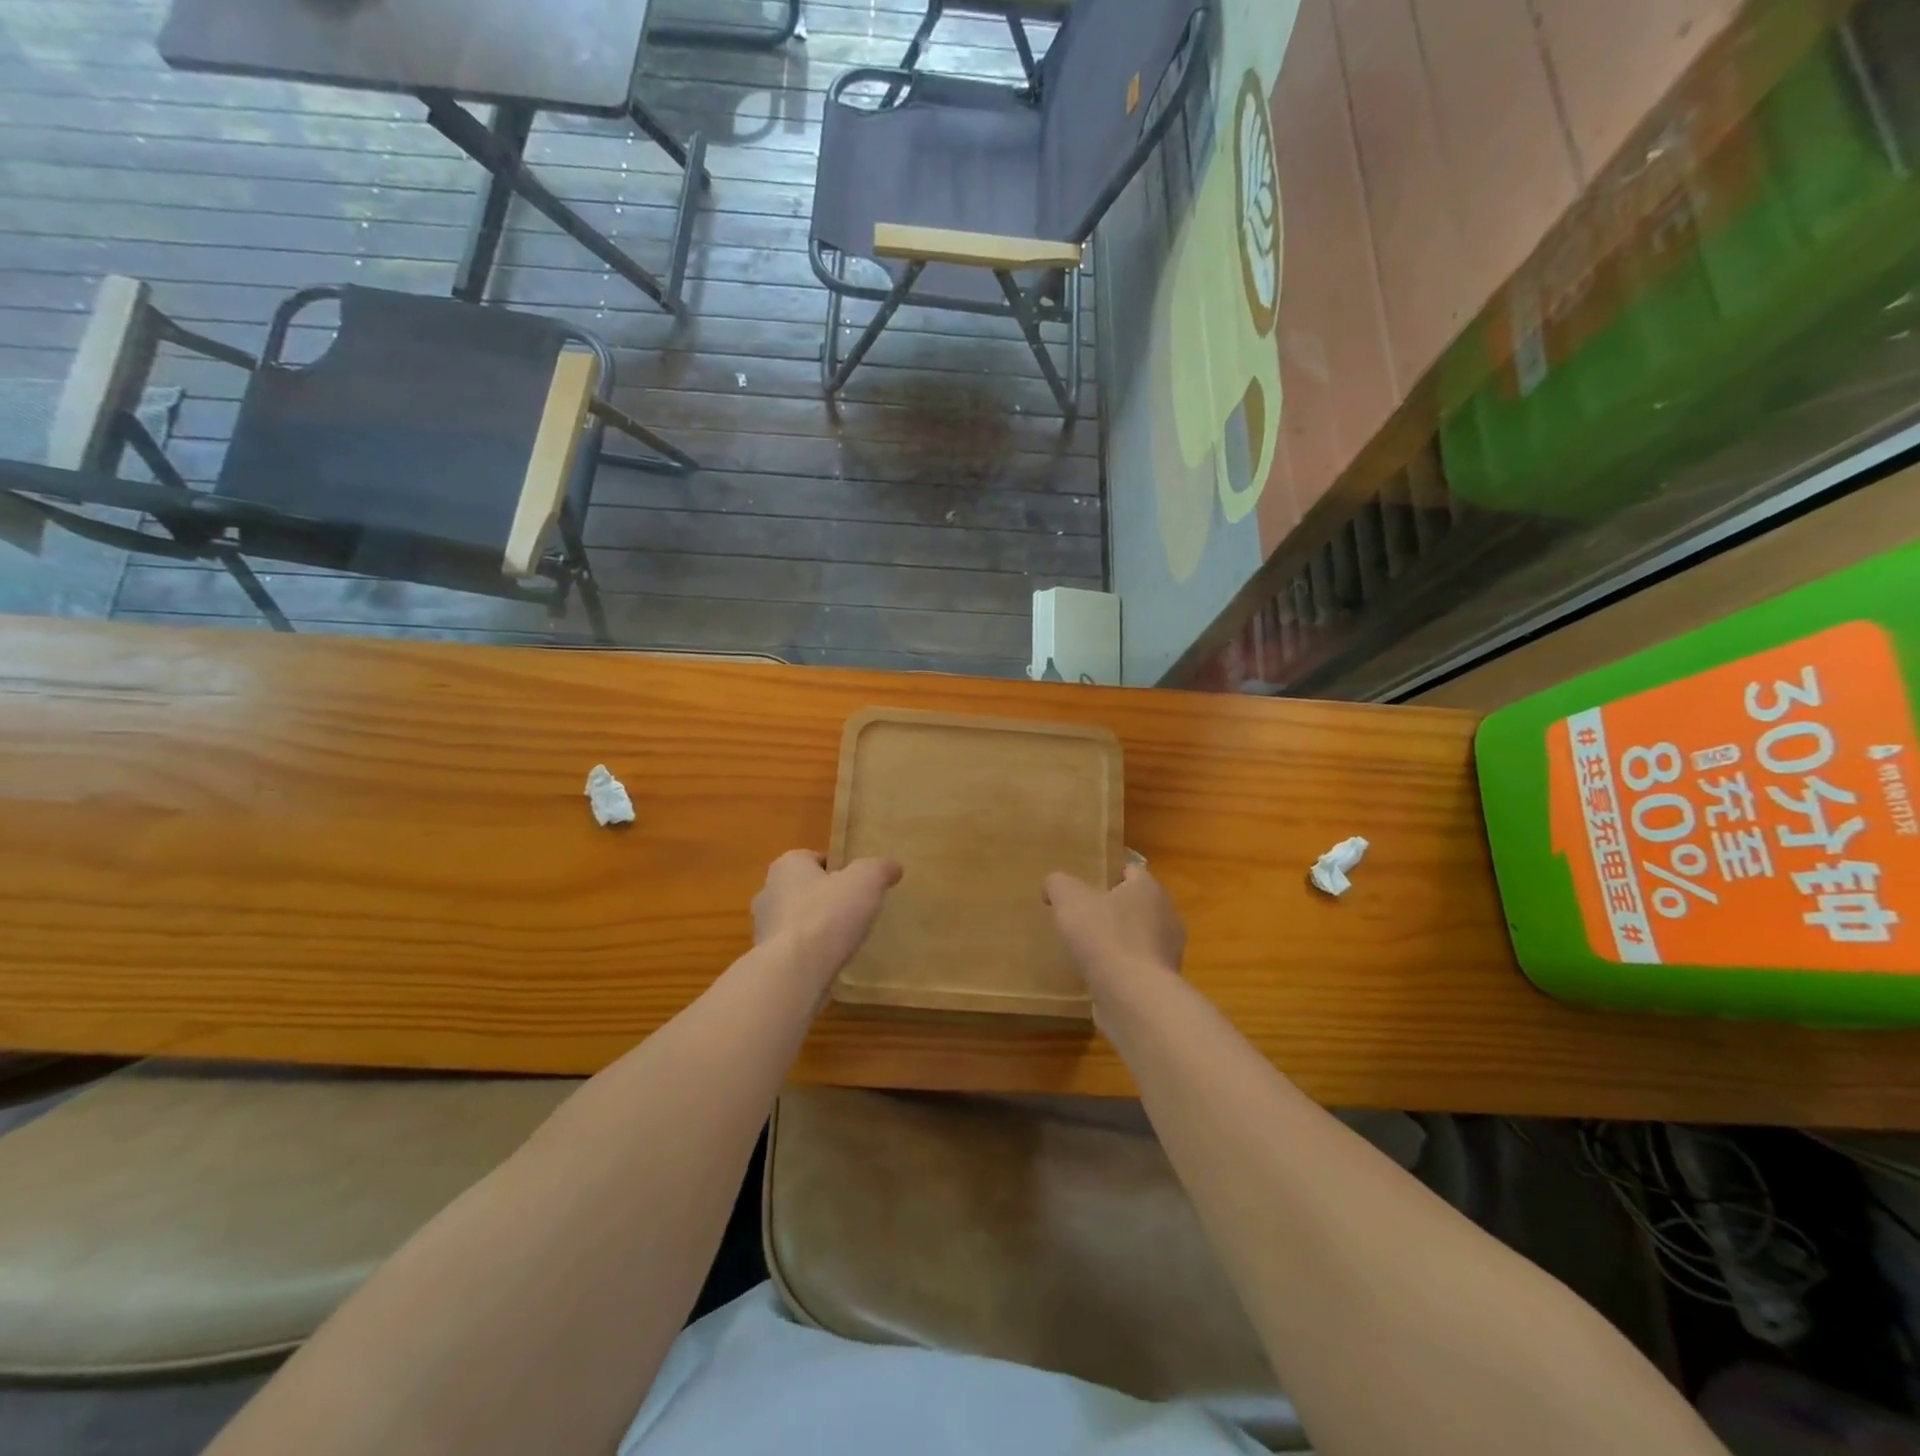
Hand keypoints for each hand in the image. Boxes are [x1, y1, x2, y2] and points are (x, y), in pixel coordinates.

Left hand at [752, 850, 901, 987]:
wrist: (794, 972)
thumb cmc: (828, 915)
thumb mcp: (866, 881)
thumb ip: (879, 869)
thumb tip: (893, 867)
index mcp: (787, 866)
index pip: (814, 858)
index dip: (837, 869)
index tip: (857, 884)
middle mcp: (768, 892)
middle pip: (803, 889)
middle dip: (825, 898)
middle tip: (853, 911)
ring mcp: (763, 928)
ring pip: (796, 920)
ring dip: (815, 928)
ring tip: (844, 941)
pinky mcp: (766, 959)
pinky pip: (792, 949)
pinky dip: (808, 953)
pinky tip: (829, 962)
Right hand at [1043, 864, 1185, 993]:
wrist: (1133, 997)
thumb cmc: (1105, 937)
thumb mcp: (1069, 899)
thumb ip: (1058, 884)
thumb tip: (1052, 886)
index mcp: (1149, 889)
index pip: (1130, 871)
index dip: (1107, 875)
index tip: (1085, 885)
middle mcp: (1166, 916)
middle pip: (1136, 905)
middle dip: (1113, 910)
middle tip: (1082, 916)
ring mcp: (1168, 953)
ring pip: (1139, 938)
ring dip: (1118, 942)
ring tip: (1087, 950)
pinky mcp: (1162, 983)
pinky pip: (1138, 968)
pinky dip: (1121, 970)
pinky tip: (1098, 976)